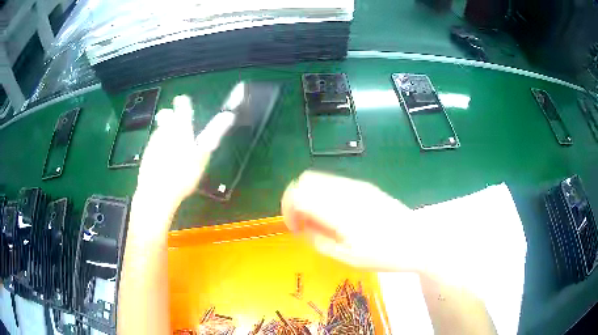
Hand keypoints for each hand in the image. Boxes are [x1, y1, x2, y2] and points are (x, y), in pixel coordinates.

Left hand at [132, 95, 234, 231]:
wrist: (156, 194)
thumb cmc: (183, 174)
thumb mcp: (203, 154)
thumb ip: (215, 133)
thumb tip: (229, 114)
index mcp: (180, 127)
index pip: (182, 106)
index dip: (184, 103)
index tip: (185, 103)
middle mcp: (164, 130)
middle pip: (167, 116)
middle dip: (172, 118)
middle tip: (180, 129)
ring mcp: (153, 142)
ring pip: (160, 130)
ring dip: (166, 134)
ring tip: (174, 150)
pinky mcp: (146, 155)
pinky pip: (154, 145)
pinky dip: (160, 148)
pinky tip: (164, 162)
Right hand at [281, 171, 425, 271]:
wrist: (417, 240)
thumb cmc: (383, 254)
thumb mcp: (347, 257)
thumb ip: (319, 240)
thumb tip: (303, 228)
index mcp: (338, 209)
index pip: (298, 194)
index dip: (287, 209)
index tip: (295, 228)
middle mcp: (345, 190)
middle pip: (305, 179)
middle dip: (296, 199)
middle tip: (304, 223)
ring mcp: (357, 185)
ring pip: (320, 178)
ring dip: (311, 195)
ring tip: (320, 219)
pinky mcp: (365, 186)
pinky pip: (335, 182)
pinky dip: (325, 193)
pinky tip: (336, 213)